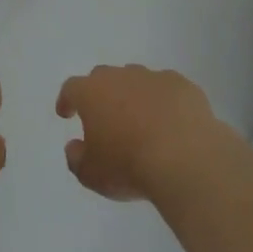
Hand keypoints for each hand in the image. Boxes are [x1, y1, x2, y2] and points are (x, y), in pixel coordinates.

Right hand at [56, 64, 227, 201]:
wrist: (185, 160)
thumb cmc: (129, 166)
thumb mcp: (91, 174)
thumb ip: (76, 158)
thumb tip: (75, 147)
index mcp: (92, 93)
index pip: (71, 88)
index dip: (67, 100)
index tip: (66, 113)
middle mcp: (120, 77)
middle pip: (104, 78)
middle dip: (101, 94)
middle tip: (105, 117)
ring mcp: (154, 78)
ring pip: (137, 80)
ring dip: (134, 96)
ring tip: (141, 121)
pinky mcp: (183, 86)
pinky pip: (168, 89)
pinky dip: (165, 102)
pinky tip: (172, 123)